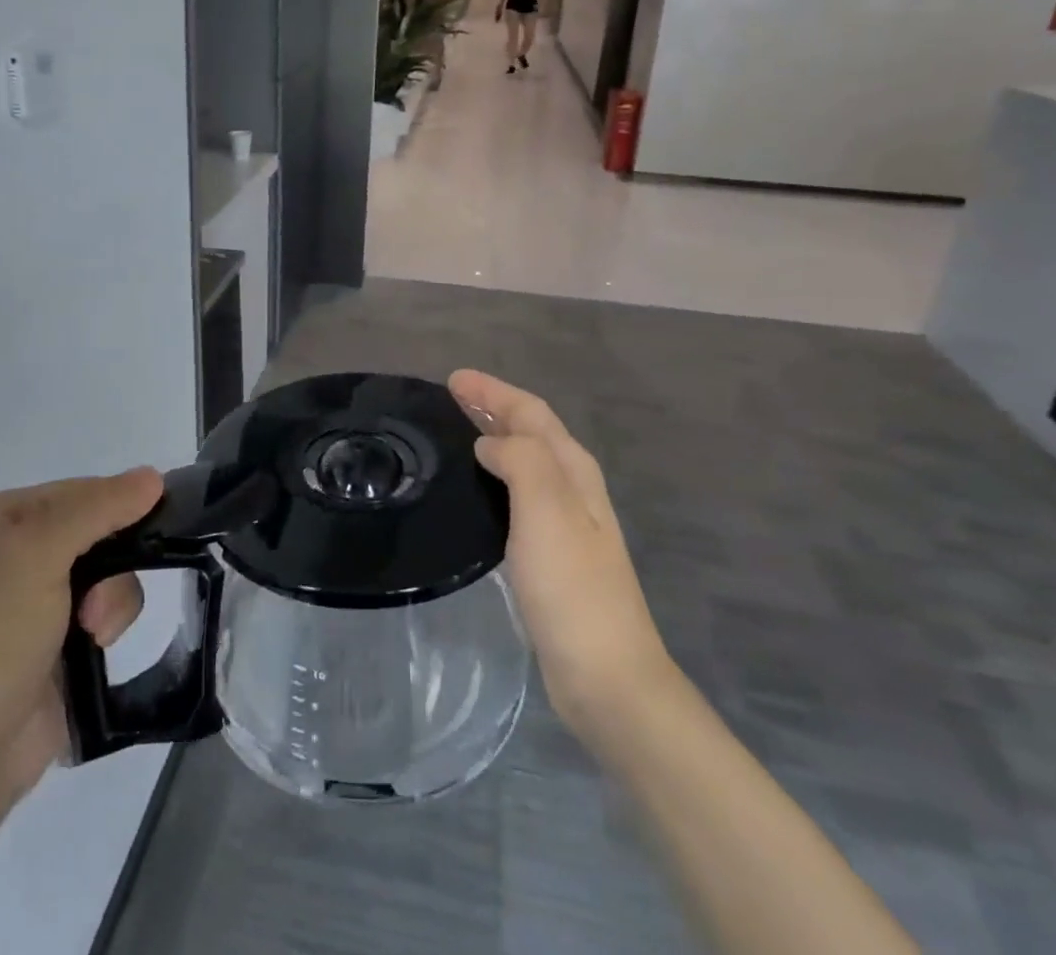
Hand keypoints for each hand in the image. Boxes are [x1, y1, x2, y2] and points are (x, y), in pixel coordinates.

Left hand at [0, 468, 162, 802]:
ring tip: (93, 630)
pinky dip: (111, 621)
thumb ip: (100, 508)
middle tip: (98, 597)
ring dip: (113, 598)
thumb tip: (154, 476)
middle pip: (103, 529)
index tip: (147, 527)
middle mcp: (22, 547)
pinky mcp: (63, 632)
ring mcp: (42, 593)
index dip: (117, 505)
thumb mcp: (42, 553)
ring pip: (113, 569)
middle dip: (113, 563)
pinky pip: (111, 605)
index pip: (83, 489)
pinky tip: (95, 645)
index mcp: (5, 516)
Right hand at [448, 369, 672, 741]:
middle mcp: (573, 488)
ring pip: (525, 461)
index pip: (531, 413)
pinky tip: (477, 488)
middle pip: (531, 432)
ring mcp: (565, 523)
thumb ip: (521, 461)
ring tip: (458, 430)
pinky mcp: (550, 554)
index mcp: (573, 471)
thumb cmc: (572, 588)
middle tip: (450, 394)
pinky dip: (496, 474)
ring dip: (495, 437)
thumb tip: (490, 443)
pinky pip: (518, 493)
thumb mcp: (547, 510)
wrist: (605, 675)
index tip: (453, 379)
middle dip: (493, 407)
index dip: (494, 391)